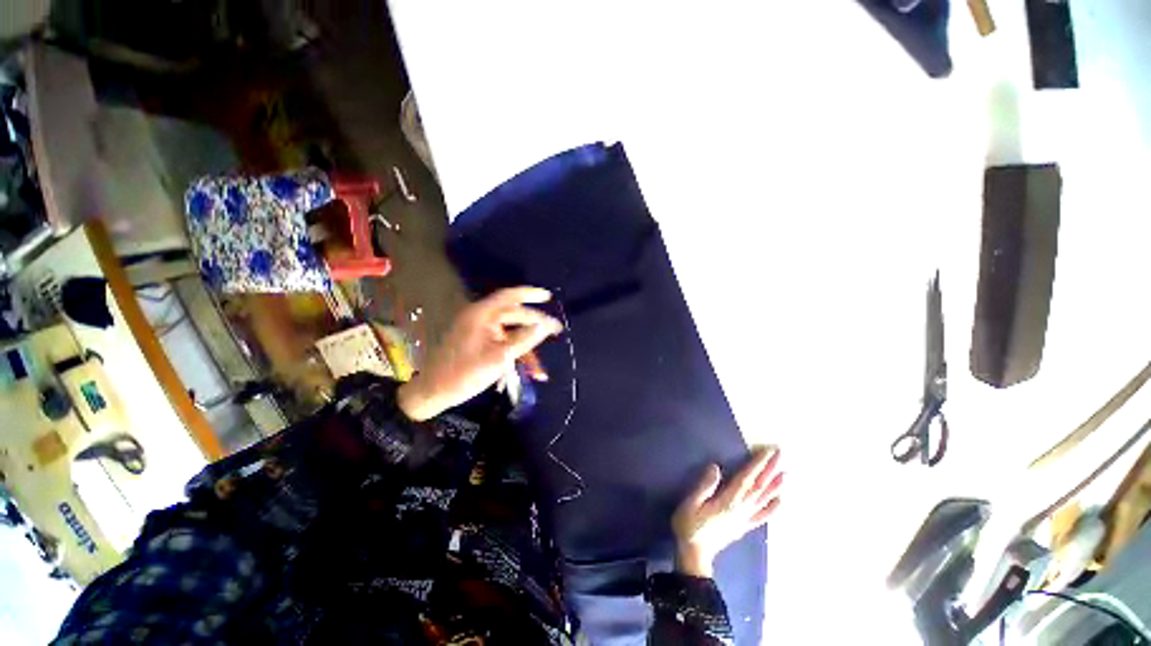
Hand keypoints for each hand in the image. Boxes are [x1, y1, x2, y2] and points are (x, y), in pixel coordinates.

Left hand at [397, 287, 562, 420]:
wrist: (434, 392)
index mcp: (482, 314)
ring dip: (524, 350)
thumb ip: (525, 339)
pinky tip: (523, 373)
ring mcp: (478, 331)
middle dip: (534, 328)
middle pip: (513, 317)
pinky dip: (513, 355)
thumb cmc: (465, 373)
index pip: (510, 296)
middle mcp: (480, 318)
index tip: (548, 297)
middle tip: (556, 331)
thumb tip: (545, 325)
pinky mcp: (477, 343)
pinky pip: (501, 344)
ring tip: (539, 370)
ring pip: (509, 334)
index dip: (530, 294)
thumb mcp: (500, 357)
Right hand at [672, 446, 782, 577]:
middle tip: (780, 455)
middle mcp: (741, 509)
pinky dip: (772, 509)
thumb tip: (716, 468)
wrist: (694, 554)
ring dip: (774, 486)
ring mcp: (744, 519)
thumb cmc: (689, 525)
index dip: (757, 464)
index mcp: (728, 501)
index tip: (767, 451)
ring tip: (785, 474)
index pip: (746, 479)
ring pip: (762, 500)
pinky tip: (779, 501)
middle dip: (769, 470)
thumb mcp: (691, 503)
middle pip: (758, 487)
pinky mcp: (743, 527)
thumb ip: (704, 486)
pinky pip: (761, 517)